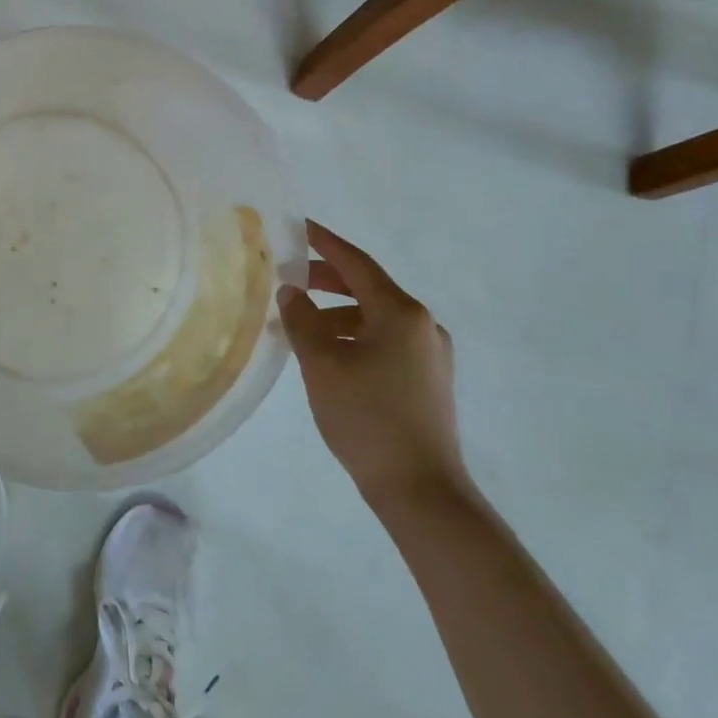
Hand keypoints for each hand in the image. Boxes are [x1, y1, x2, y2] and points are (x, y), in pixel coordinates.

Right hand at [277, 221, 468, 508]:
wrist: (421, 490)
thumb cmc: (367, 417)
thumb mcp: (322, 364)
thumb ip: (302, 320)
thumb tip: (291, 291)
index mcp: (400, 312)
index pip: (356, 263)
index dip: (325, 242)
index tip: (298, 226)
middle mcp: (422, 325)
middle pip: (367, 288)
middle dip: (326, 280)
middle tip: (288, 278)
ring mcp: (429, 355)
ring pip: (374, 318)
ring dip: (336, 314)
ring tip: (299, 326)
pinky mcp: (427, 381)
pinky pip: (384, 342)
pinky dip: (352, 337)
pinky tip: (327, 356)